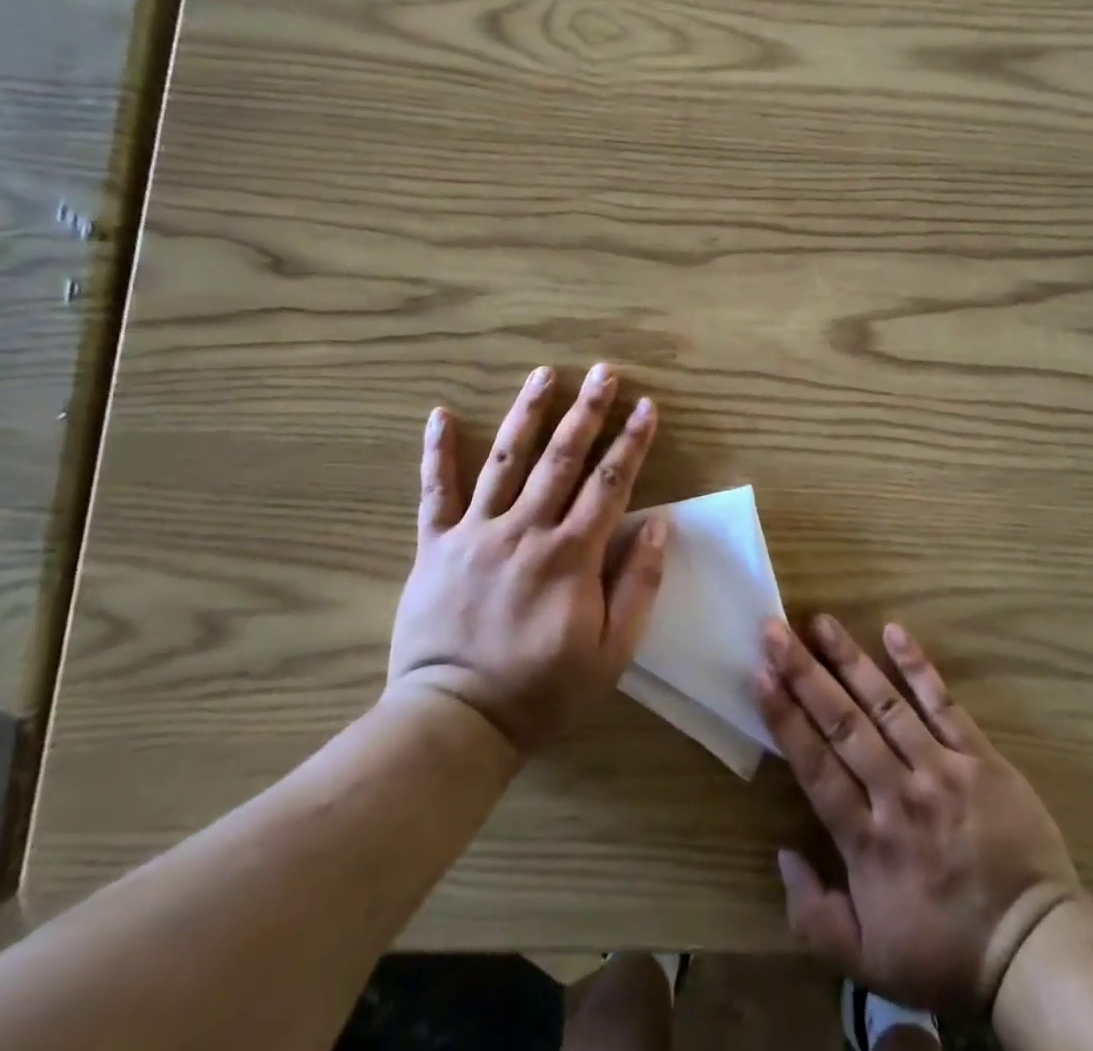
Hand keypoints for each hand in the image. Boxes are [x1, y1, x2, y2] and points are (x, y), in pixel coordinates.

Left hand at [388, 363, 668, 755]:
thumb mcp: (611, 653)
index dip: (632, 442)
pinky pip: (435, 491)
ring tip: (543, 374)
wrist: (455, 721)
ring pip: (505, 460)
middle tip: (603, 371)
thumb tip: (658, 525)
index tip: (647, 407)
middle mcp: (525, 530)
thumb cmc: (542, 690)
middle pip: (562, 457)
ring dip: (526, 413)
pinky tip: (440, 414)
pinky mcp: (435, 545)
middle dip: (587, 411)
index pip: (610, 483)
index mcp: (570, 555)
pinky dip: (436, 452)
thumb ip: (638, 585)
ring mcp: (475, 533)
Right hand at [755, 616, 1079, 1015]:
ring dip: (850, 659)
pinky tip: (893, 631)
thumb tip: (783, 853)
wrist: (1036, 951)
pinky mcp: (980, 758)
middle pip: (842, 722)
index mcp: (867, 840)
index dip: (784, 716)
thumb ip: (813, 915)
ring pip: (886, 704)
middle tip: (775, 629)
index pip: (815, 764)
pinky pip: (944, 705)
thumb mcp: (868, 963)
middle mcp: (898, 794)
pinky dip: (918, 667)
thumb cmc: (946, 953)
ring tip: (820, 621)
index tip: (760, 672)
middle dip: (804, 672)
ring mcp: (941, 769)